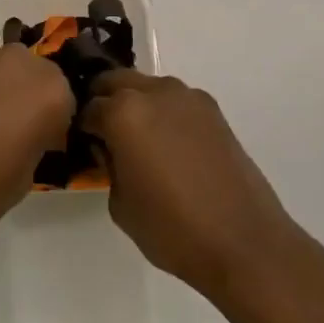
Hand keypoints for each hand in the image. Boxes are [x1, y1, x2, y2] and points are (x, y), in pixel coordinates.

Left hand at [0, 41, 73, 256]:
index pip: (66, 100)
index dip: (55, 125)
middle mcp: (17, 62)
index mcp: (48, 90)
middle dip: (30, 99)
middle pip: (35, 75)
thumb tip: (29, 132)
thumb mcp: (26, 176)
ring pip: (3, 71)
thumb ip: (36, 139)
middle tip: (15, 136)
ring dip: (1, 91)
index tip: (44, 147)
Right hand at [82, 71, 309, 304]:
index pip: (87, 108)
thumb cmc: (172, 228)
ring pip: (146, 86)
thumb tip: (110, 149)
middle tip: (104, 134)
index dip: (81, 128)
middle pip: (115, 82)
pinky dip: (163, 112)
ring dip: (135, 103)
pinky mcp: (212, 109)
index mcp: (123, 113)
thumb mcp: (120, 204)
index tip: (82, 145)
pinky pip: (174, 101)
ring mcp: (186, 96)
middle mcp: (154, 92)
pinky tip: (168, 145)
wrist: (243, 240)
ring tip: (138, 140)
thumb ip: (108, 165)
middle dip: (104, 101)